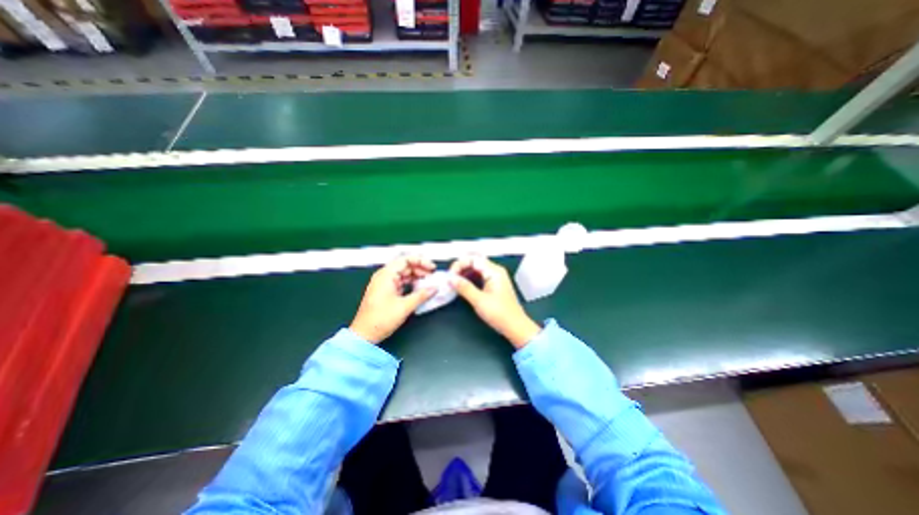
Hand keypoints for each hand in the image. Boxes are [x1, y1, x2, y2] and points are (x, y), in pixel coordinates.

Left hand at [352, 255, 439, 343]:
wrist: (364, 334)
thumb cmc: (378, 320)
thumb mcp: (404, 307)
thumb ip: (421, 295)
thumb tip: (433, 289)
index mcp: (386, 275)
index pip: (406, 259)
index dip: (421, 261)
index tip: (431, 267)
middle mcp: (384, 276)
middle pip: (406, 266)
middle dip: (420, 269)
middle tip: (432, 275)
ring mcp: (385, 284)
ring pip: (404, 274)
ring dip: (417, 276)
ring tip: (428, 282)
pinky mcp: (386, 291)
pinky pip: (402, 282)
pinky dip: (412, 283)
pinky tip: (420, 288)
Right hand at [450, 256, 540, 349]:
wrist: (516, 327)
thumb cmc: (501, 314)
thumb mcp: (479, 301)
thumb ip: (464, 288)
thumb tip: (451, 279)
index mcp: (494, 271)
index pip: (473, 259)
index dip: (459, 264)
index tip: (450, 275)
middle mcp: (495, 271)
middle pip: (474, 262)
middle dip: (461, 268)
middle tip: (450, 278)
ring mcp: (495, 278)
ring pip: (476, 269)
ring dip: (464, 273)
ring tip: (454, 282)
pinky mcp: (493, 285)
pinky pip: (479, 276)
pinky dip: (469, 279)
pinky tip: (462, 286)